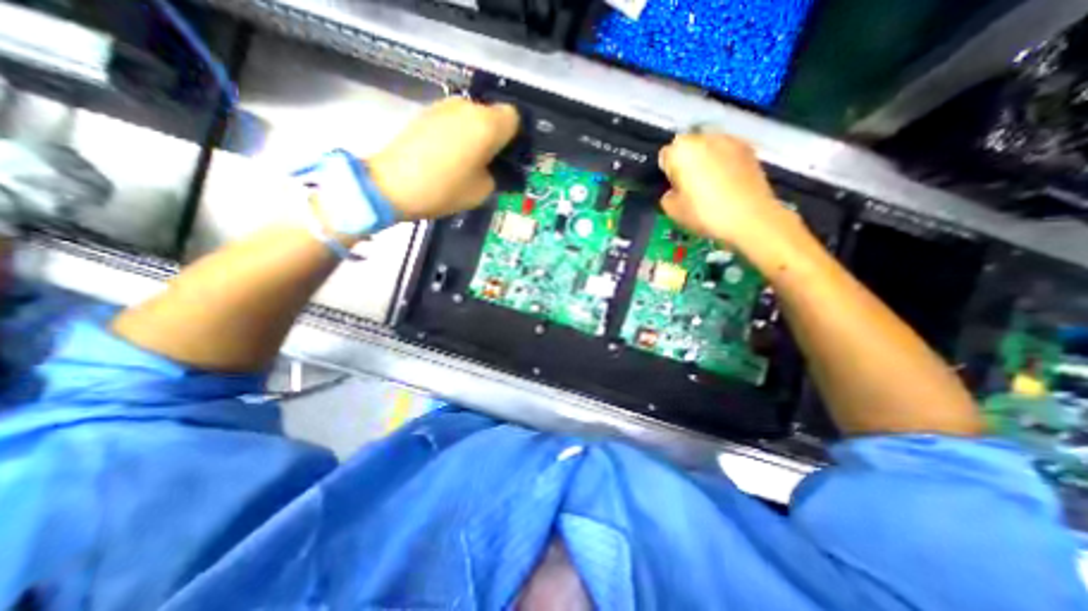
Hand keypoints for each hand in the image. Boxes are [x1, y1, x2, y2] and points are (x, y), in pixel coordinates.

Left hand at [369, 97, 517, 222]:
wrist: (393, 184)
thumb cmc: (445, 189)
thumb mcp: (482, 191)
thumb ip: (496, 173)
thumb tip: (493, 166)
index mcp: (487, 125)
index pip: (514, 118)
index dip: (514, 136)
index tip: (508, 156)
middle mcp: (468, 107)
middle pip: (492, 114)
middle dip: (495, 135)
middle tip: (489, 161)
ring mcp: (444, 106)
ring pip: (472, 116)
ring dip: (476, 134)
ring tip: (467, 160)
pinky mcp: (427, 112)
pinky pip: (454, 120)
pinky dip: (458, 133)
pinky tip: (448, 155)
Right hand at [653, 131, 797, 248]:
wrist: (750, 217)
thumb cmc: (705, 213)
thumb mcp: (673, 211)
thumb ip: (667, 196)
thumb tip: (673, 191)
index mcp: (681, 151)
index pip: (665, 155)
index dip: (668, 172)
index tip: (674, 186)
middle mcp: (704, 138)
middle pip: (687, 146)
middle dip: (686, 161)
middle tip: (690, 185)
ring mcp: (729, 140)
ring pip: (708, 146)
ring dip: (705, 159)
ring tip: (711, 183)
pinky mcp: (748, 147)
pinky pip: (727, 151)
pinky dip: (724, 161)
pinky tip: (727, 181)